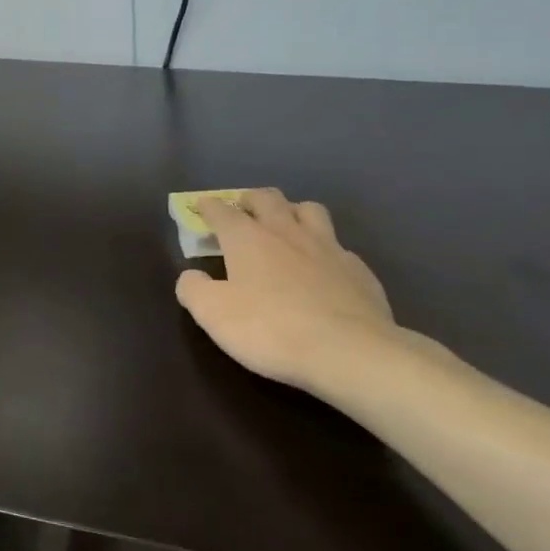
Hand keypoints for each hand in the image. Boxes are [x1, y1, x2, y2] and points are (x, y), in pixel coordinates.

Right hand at [175, 189, 408, 393]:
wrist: (350, 352)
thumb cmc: (271, 329)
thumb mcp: (213, 314)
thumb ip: (193, 289)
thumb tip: (191, 276)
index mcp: (247, 238)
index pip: (222, 211)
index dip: (209, 207)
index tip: (202, 207)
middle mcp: (286, 231)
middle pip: (267, 198)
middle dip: (250, 199)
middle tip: (243, 209)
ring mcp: (327, 247)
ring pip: (309, 210)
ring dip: (292, 211)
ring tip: (286, 226)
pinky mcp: (358, 270)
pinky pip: (338, 246)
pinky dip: (324, 248)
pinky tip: (323, 267)